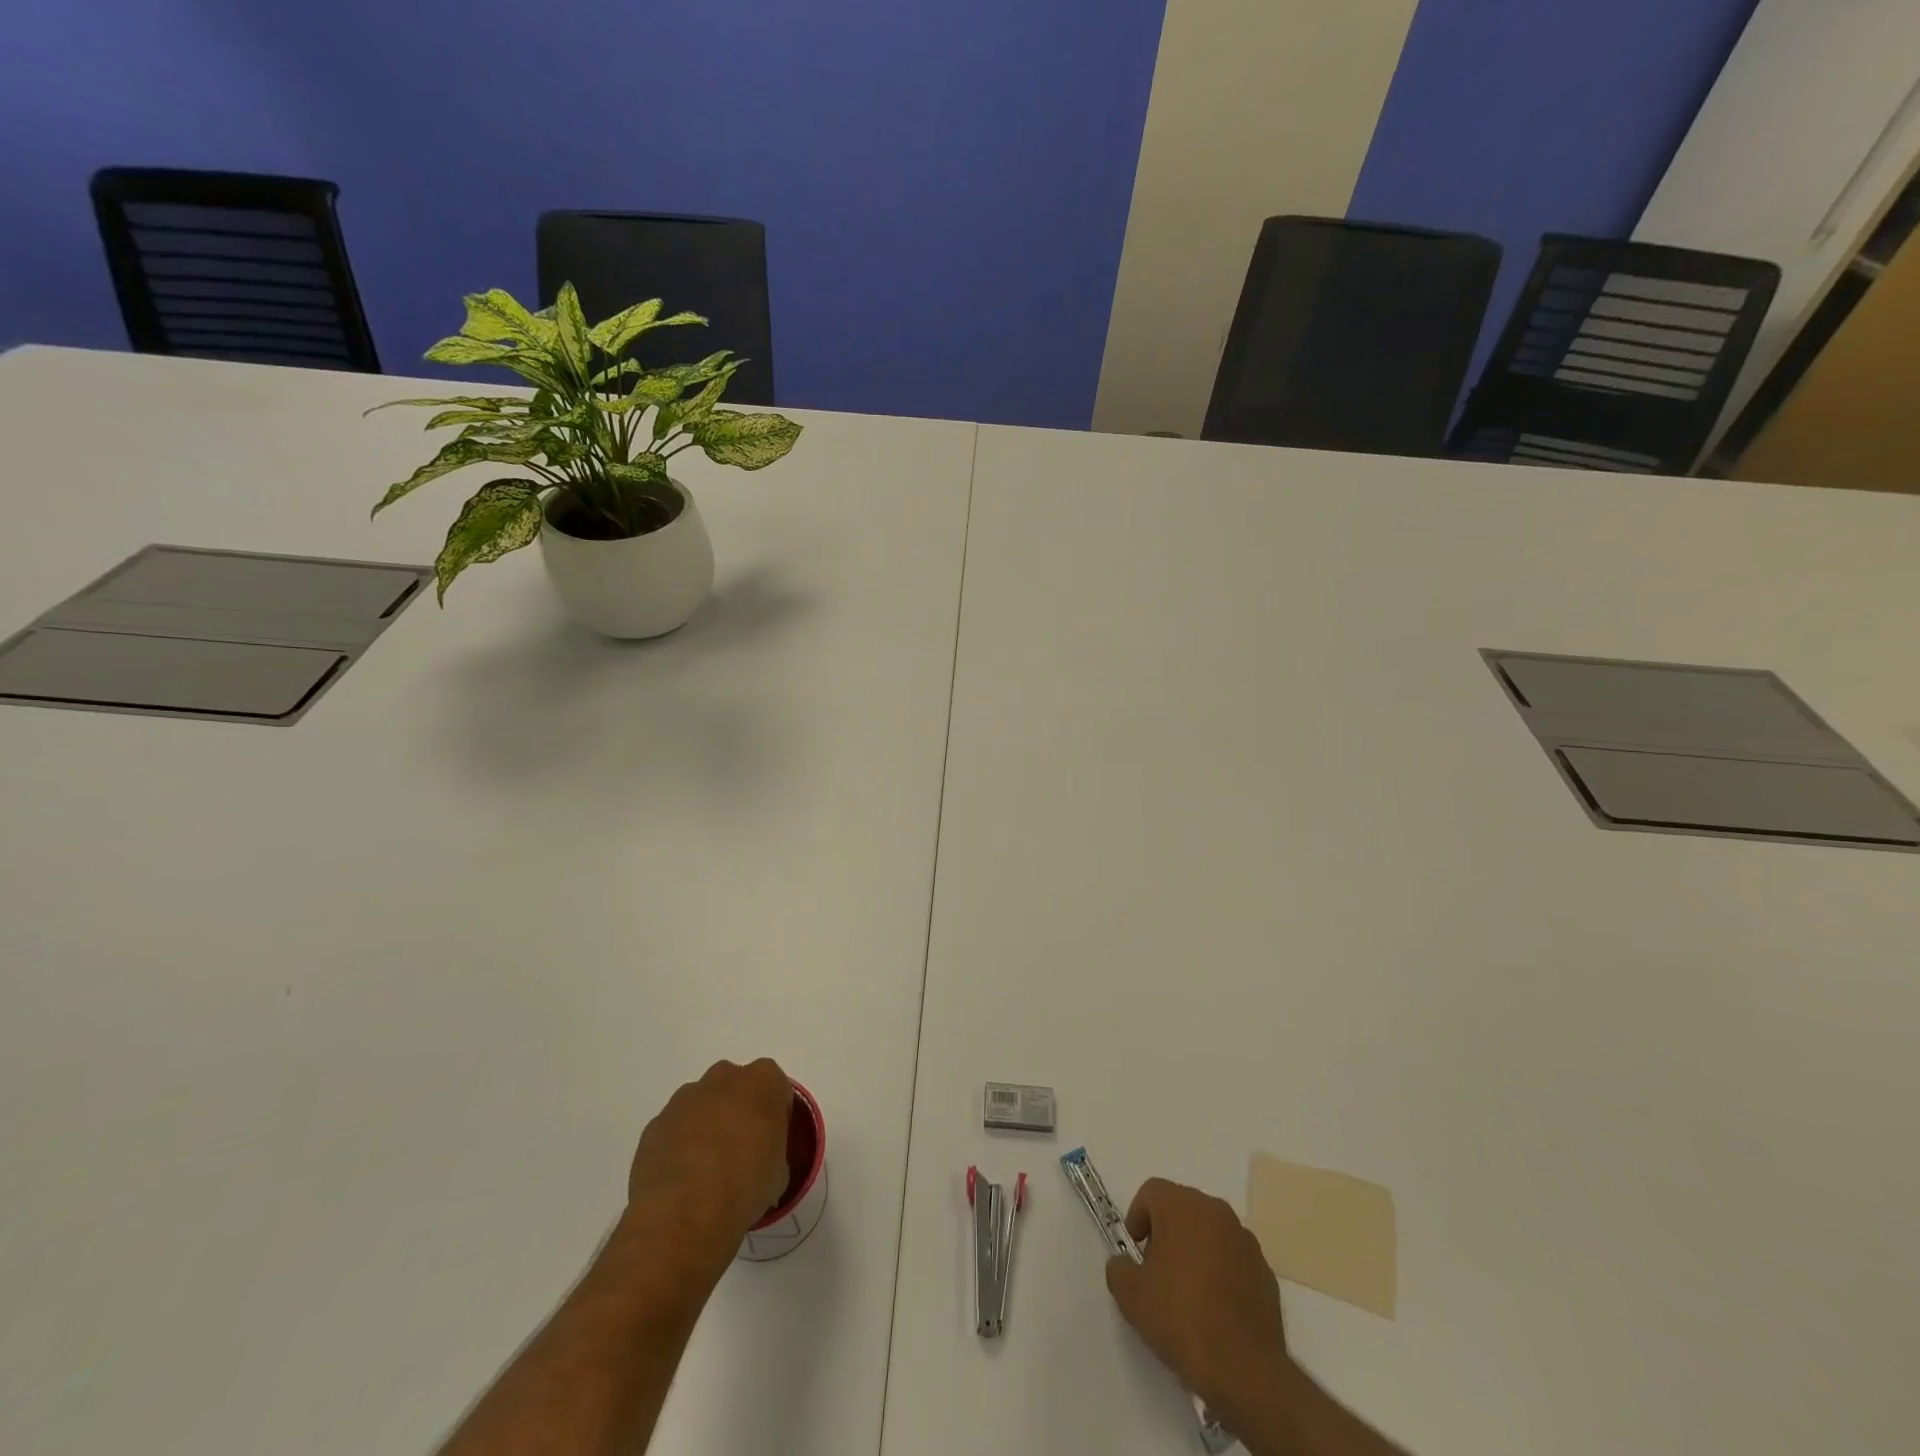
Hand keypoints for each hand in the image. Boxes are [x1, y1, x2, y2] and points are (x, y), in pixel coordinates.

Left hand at [623, 1058, 793, 1270]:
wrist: (684, 1214)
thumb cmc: (746, 1186)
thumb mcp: (780, 1172)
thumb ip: (773, 1150)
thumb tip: (760, 1161)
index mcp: (763, 1081)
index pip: (776, 1088)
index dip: (775, 1116)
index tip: (771, 1143)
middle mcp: (724, 1078)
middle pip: (736, 1088)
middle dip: (738, 1112)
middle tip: (741, 1152)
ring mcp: (685, 1098)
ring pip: (702, 1105)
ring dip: (707, 1127)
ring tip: (707, 1172)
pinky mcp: (656, 1123)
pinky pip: (675, 1129)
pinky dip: (679, 1146)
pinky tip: (682, 1181)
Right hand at [1105, 1178, 1289, 1430]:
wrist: (1244, 1368)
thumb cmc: (1181, 1318)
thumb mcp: (1131, 1296)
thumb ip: (1119, 1269)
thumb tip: (1124, 1263)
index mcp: (1182, 1206)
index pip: (1152, 1191)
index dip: (1137, 1216)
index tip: (1135, 1251)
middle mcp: (1216, 1212)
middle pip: (1183, 1208)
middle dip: (1167, 1232)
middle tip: (1157, 1270)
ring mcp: (1246, 1241)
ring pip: (1211, 1233)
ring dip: (1196, 1250)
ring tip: (1187, 1292)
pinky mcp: (1266, 1273)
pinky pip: (1234, 1260)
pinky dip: (1222, 1273)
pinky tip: (1215, 1309)